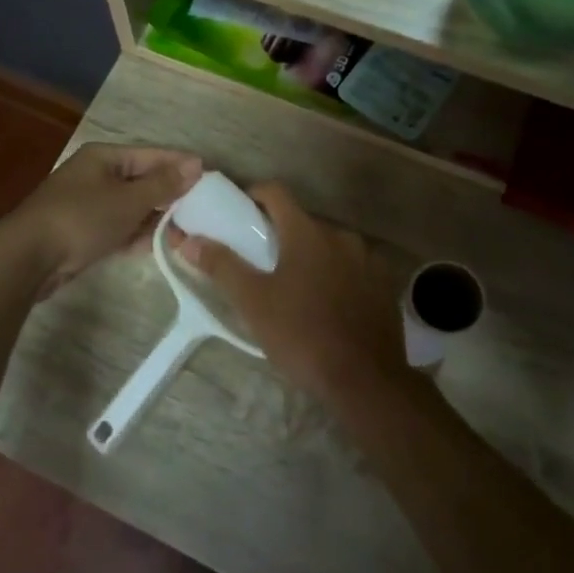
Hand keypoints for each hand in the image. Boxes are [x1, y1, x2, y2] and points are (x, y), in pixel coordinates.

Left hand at [0, 144, 201, 297]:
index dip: (182, 165)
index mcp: (105, 157)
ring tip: (187, 230)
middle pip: (143, 180)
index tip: (212, 177)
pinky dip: (136, 234)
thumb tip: (196, 164)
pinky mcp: (84, 231)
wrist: (28, 258)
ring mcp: (88, 203)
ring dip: (156, 217)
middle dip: (171, 194)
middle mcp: (97, 174)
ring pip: (132, 206)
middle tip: (203, 209)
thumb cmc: (81, 219)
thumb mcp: (128, 200)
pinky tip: (158, 245)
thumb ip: (163, 184)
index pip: (153, 155)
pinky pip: (119, 227)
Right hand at [174, 183, 410, 403]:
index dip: (253, 195)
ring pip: (329, 245)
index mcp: (307, 232)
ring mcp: (368, 260)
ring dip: (309, 256)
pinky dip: (335, 275)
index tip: (239, 213)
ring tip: (293, 287)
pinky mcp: (384, 285)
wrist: (366, 380)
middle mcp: (341, 235)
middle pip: (303, 221)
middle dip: (280, 233)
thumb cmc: (302, 335)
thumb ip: (221, 266)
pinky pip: (352, 268)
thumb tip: (189, 240)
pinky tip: (326, 305)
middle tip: (260, 261)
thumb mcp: (253, 302)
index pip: (276, 192)